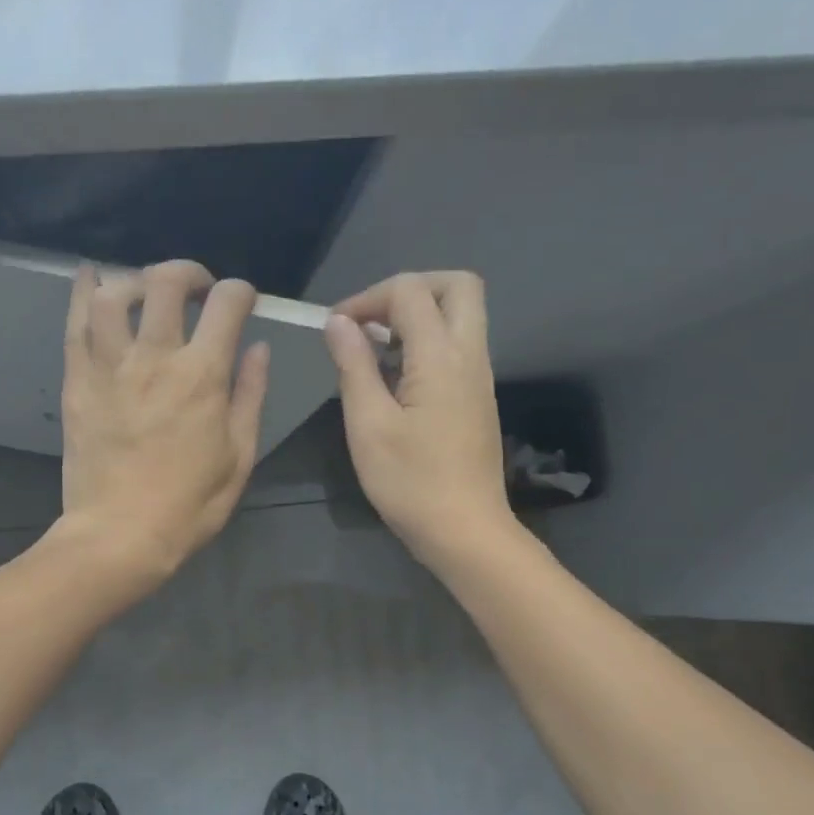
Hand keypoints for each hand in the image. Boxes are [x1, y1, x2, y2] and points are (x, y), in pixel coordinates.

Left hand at [55, 260, 268, 589]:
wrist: (119, 535)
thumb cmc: (188, 505)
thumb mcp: (238, 456)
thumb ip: (250, 396)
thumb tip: (259, 348)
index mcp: (202, 376)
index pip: (226, 303)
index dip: (239, 292)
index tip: (241, 303)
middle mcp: (154, 358)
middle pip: (166, 283)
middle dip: (188, 273)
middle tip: (196, 290)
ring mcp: (110, 368)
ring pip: (114, 295)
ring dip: (135, 280)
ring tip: (146, 293)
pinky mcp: (78, 383)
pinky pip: (75, 325)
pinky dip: (83, 293)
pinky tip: (90, 277)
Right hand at [324, 271, 519, 568]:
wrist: (464, 529)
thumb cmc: (410, 482)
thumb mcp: (368, 425)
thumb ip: (354, 366)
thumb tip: (338, 323)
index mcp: (442, 357)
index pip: (410, 291)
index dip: (367, 298)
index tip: (334, 328)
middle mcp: (470, 354)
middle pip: (456, 285)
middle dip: (408, 289)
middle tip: (370, 321)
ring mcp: (479, 375)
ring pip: (460, 314)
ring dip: (417, 315)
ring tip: (374, 350)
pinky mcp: (477, 396)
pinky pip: (457, 344)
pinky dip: (426, 341)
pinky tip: (393, 377)